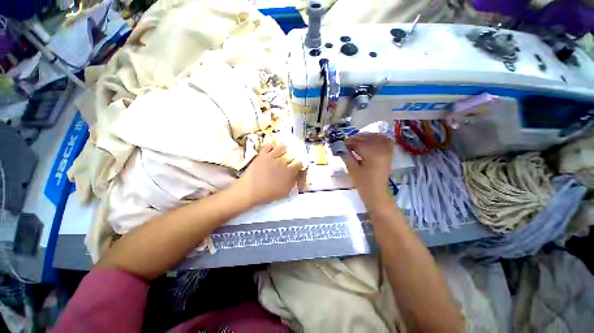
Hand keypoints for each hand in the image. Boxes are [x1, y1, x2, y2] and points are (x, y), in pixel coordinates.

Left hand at [235, 144, 301, 206]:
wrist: (250, 190)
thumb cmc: (268, 194)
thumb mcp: (285, 192)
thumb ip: (292, 182)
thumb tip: (296, 175)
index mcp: (289, 172)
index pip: (298, 164)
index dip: (299, 164)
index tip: (298, 165)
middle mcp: (283, 162)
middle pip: (291, 155)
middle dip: (292, 156)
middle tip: (291, 157)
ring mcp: (272, 157)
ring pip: (281, 148)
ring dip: (283, 148)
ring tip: (284, 148)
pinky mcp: (262, 155)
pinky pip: (268, 146)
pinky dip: (270, 146)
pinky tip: (271, 147)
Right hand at [341, 133, 393, 202]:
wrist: (376, 194)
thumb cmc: (363, 184)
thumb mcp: (352, 170)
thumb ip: (346, 156)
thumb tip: (339, 147)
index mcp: (372, 154)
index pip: (359, 143)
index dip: (349, 142)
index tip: (341, 143)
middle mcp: (382, 150)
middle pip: (368, 138)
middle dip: (356, 138)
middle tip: (347, 142)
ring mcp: (387, 152)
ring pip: (378, 137)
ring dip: (367, 136)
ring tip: (357, 140)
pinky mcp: (389, 155)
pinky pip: (386, 141)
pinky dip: (379, 138)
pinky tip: (372, 140)